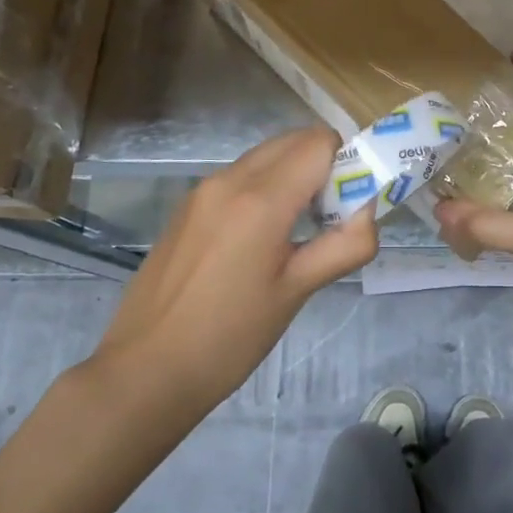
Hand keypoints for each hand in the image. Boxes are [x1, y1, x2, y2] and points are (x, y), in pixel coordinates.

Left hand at [90, 127, 378, 406]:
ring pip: (266, 156)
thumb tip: (368, 213)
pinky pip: (240, 176)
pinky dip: (265, 187)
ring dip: (294, 176)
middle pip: (294, 141)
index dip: (346, 164)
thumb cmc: (229, 337)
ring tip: (294, 234)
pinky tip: (258, 241)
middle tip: (328, 219)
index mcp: (261, 199)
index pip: (320, 142)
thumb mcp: (297, 292)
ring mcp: (203, 189)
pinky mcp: (187, 205)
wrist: (144, 371)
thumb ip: (345, 245)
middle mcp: (230, 179)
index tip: (348, 206)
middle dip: (323, 166)